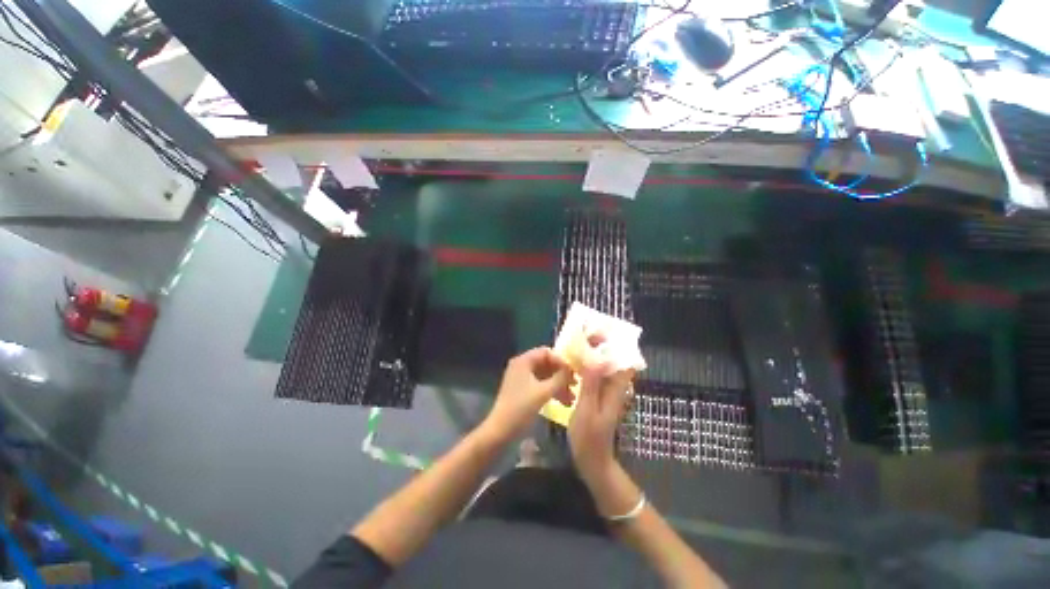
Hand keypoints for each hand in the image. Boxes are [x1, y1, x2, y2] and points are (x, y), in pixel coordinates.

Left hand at [482, 347, 571, 441]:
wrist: (501, 431)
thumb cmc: (521, 408)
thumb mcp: (544, 392)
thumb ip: (560, 378)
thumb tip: (573, 369)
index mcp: (523, 361)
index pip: (547, 352)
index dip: (561, 361)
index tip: (575, 372)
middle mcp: (522, 365)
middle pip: (547, 363)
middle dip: (562, 374)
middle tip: (576, 384)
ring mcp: (521, 377)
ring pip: (545, 375)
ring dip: (559, 384)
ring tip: (572, 398)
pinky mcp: (522, 389)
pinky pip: (540, 384)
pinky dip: (551, 391)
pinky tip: (564, 402)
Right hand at [568, 334, 634, 483]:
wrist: (592, 461)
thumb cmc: (588, 437)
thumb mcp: (586, 410)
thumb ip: (591, 384)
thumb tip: (597, 358)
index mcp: (615, 391)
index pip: (623, 362)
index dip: (614, 347)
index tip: (599, 334)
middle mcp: (615, 389)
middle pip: (613, 362)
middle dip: (601, 348)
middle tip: (583, 337)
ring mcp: (608, 394)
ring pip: (604, 369)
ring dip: (594, 356)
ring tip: (577, 347)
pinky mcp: (600, 398)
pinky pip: (597, 377)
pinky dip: (588, 368)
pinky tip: (574, 367)